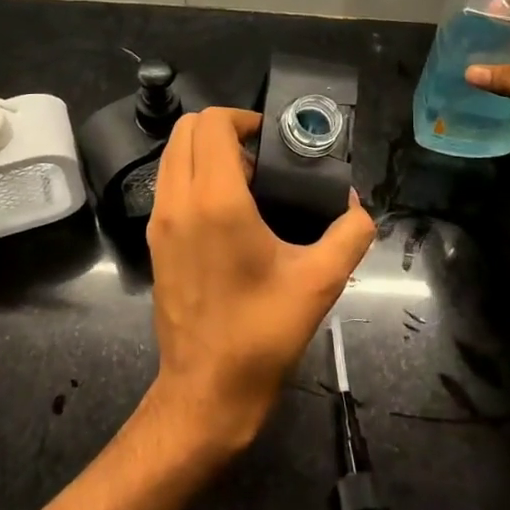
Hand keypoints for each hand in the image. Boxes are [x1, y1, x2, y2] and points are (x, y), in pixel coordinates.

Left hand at [145, 108, 375, 458]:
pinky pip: (168, 184)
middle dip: (224, 130)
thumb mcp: (320, 282)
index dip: (243, 118)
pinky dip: (192, 177)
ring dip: (206, 152)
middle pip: (186, 129)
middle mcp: (178, 201)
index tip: (273, 140)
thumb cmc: (262, 333)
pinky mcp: (154, 241)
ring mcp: (159, 221)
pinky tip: (228, 213)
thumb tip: (356, 205)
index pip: (212, 123)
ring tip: (248, 185)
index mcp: (216, 201)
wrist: (206, 391)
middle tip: (262, 158)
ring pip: (172, 155)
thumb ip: (349, 234)